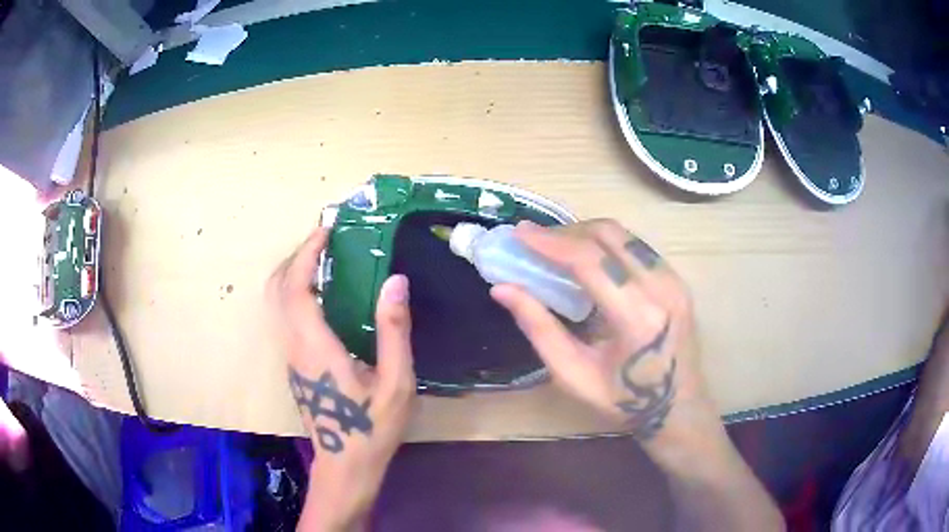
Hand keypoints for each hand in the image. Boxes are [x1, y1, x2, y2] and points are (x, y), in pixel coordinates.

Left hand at [267, 228, 414, 530]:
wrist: (345, 464)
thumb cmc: (372, 427)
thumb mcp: (396, 382)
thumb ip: (395, 331)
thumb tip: (396, 281)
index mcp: (315, 346)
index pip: (297, 287)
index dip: (307, 253)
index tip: (326, 229)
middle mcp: (293, 345)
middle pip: (277, 288)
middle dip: (296, 256)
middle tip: (325, 240)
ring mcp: (289, 355)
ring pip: (276, 301)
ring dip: (294, 272)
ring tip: (324, 259)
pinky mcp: (293, 363)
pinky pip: (284, 315)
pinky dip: (296, 291)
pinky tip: (324, 293)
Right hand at [491, 220, 712, 441]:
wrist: (677, 408)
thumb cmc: (622, 401)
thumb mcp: (572, 374)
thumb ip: (539, 328)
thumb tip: (503, 289)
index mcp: (636, 317)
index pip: (590, 260)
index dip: (551, 243)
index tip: (519, 233)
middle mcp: (661, 288)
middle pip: (609, 235)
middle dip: (567, 232)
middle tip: (536, 242)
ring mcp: (674, 281)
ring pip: (625, 235)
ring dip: (587, 234)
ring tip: (558, 248)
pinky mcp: (678, 280)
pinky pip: (637, 247)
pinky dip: (608, 245)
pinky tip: (590, 259)